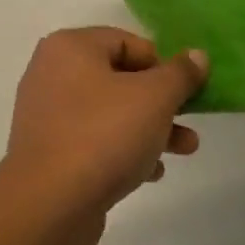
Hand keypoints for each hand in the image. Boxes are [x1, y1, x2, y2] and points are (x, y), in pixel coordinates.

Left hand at [2, 29, 208, 236]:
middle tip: (191, 121)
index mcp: (70, 48)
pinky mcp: (49, 152)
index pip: (126, 42)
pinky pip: (94, 141)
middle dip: (161, 102)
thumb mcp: (155, 97)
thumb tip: (196, 56)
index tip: (186, 90)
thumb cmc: (104, 135)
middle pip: (119, 78)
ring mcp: (47, 115)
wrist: (50, 203)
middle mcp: (52, 74)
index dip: (162, 63)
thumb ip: (180, 74)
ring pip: (110, 113)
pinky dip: (123, 151)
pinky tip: (150, 173)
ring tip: (185, 150)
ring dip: (150, 128)